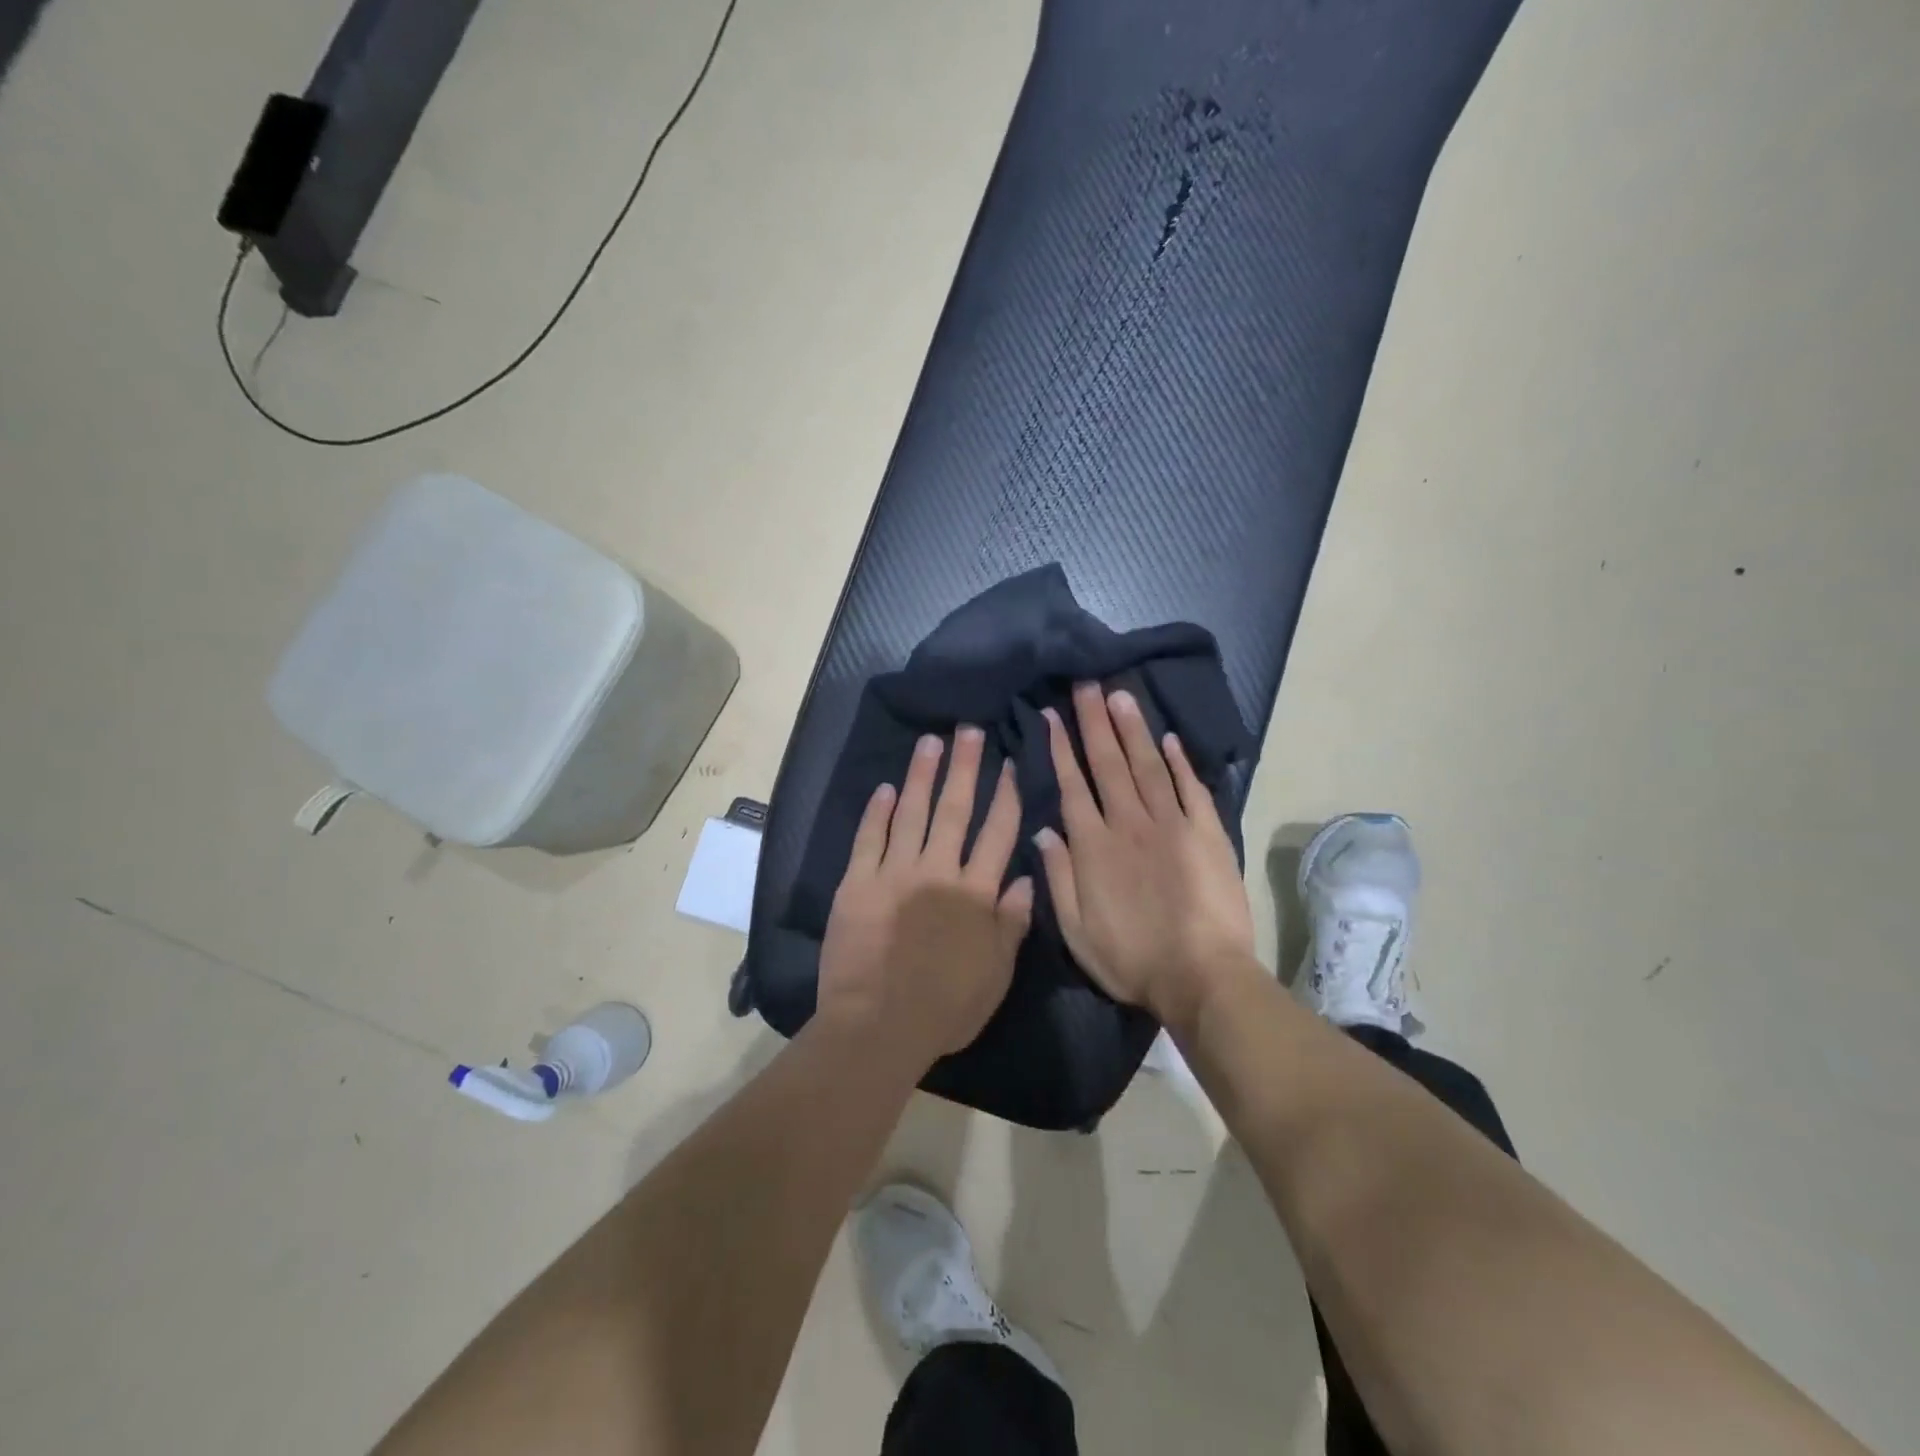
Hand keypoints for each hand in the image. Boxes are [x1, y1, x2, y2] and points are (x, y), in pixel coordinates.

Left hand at [818, 727, 1034, 1068]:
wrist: (879, 1027)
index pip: (996, 833)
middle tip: (969, 731)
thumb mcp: (996, 973)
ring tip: (930, 742)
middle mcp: (938, 872)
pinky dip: (877, 812)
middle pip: (955, 810)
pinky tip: (885, 788)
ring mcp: (895, 874)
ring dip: (922, 776)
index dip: (1005, 796)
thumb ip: (1012, 922)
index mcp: (975, 893)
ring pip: (911, 813)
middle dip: (965, 768)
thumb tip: (1025, 877)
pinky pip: (869, 839)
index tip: (1010, 764)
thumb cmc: (946, 1007)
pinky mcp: (858, 884)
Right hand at [1034, 683, 1256, 1032]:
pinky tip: (1168, 738)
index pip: (1073, 785)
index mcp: (1094, 846)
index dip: (1061, 748)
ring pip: (1147, 765)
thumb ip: (1057, 877)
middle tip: (1087, 683)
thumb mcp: (1076, 930)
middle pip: (1108, 763)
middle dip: (1095, 721)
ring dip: (1132, 728)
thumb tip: (1044, 830)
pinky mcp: (1207, 832)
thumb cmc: (1132, 959)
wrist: (1202, 977)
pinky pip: (1191, 788)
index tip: (1053, 715)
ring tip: (1121, 694)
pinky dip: (1179, 761)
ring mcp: (1172, 824)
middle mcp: (1129, 823)